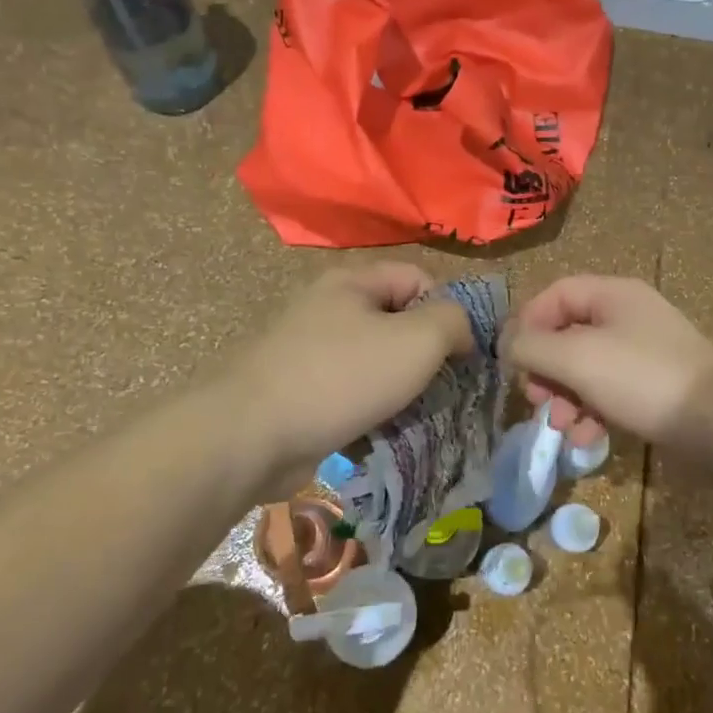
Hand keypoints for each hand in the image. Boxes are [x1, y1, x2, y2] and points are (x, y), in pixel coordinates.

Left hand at [228, 263, 472, 473]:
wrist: (252, 435)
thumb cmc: (341, 378)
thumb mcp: (416, 341)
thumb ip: (452, 322)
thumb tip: (460, 330)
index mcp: (352, 282)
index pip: (419, 277)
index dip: (448, 310)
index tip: (459, 353)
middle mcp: (328, 307)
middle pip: (396, 319)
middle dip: (424, 354)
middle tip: (439, 388)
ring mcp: (309, 349)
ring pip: (375, 359)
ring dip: (399, 386)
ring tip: (412, 413)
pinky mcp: (299, 389)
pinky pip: (350, 390)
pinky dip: (369, 407)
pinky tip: (378, 431)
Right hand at [503, 276, 712, 447]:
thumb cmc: (643, 379)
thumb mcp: (577, 358)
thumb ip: (533, 347)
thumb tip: (508, 345)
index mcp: (613, 294)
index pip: (555, 294)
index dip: (527, 323)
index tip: (512, 360)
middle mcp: (628, 316)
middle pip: (568, 333)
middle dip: (546, 368)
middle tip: (536, 398)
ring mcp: (644, 353)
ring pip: (586, 367)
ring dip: (566, 396)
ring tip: (561, 425)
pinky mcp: (654, 387)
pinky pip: (609, 391)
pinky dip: (592, 411)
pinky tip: (588, 438)